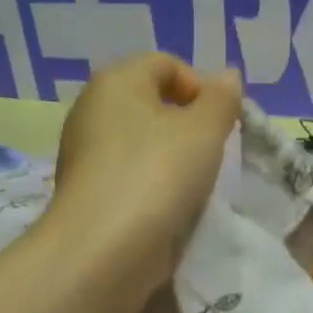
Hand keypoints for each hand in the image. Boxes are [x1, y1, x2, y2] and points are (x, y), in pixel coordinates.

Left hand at [49, 54, 243, 276]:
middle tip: (213, 150)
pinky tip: (170, 204)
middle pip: (152, 102)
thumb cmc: (158, 173)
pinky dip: (153, 181)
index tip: (222, 121)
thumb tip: (227, 76)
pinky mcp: (87, 190)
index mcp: (116, 81)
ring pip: (143, 140)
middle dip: (189, 122)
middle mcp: (92, 108)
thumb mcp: (205, 130)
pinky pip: (130, 172)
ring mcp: (84, 152)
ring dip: (174, 156)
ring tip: (195, 181)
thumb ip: (222, 99)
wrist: (104, 249)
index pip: (166, 64)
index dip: (201, 85)